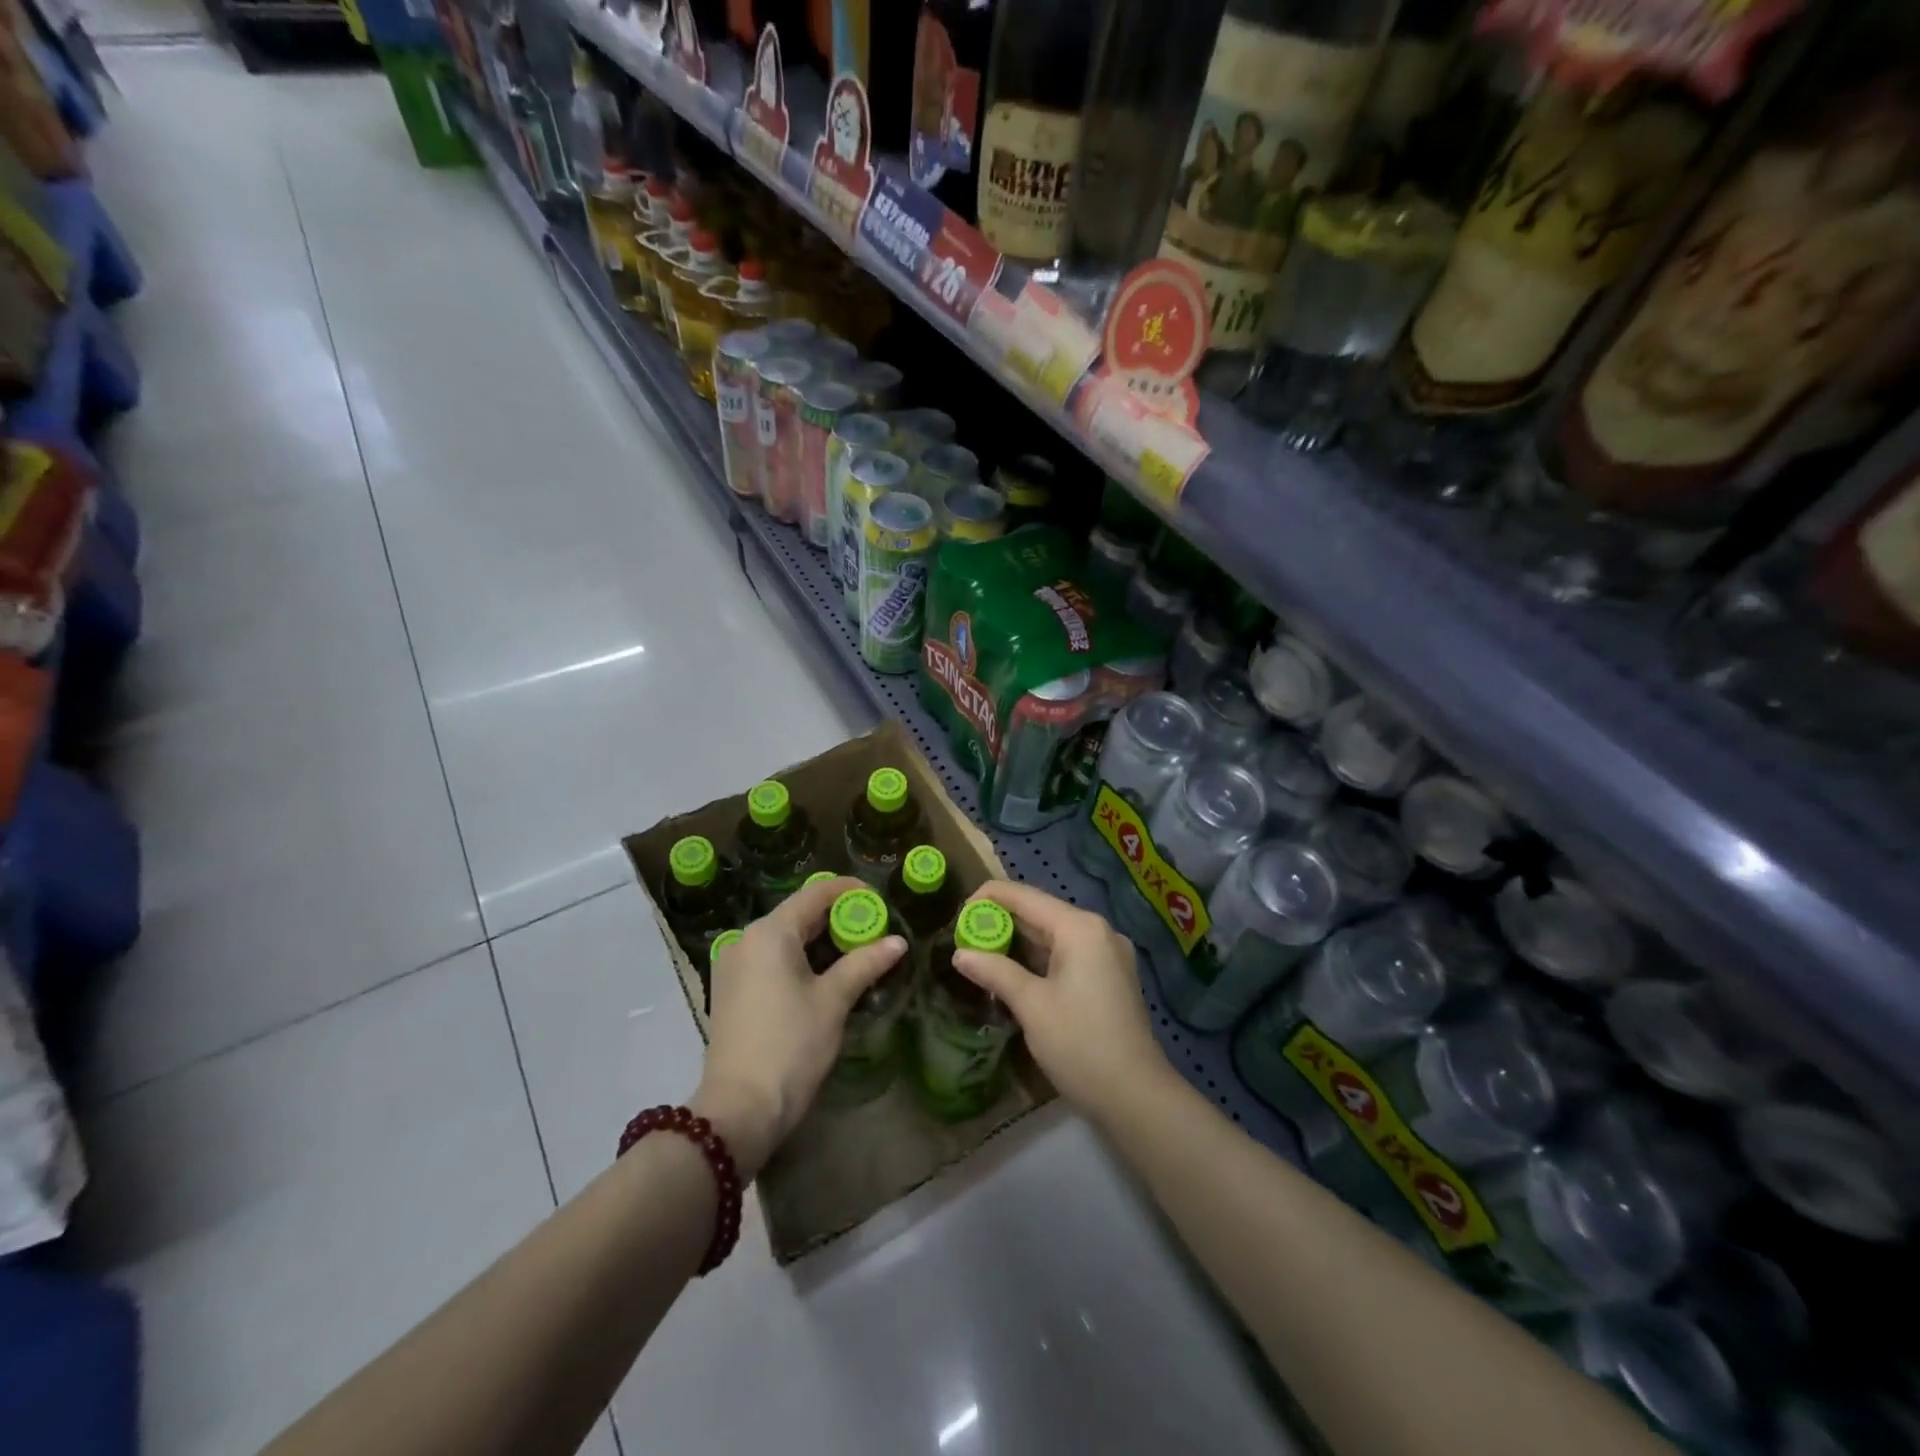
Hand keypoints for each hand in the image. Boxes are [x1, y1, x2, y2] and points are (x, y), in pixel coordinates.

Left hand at [693, 875, 904, 1178]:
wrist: (739, 1109)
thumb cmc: (791, 1046)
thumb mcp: (833, 1001)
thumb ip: (865, 963)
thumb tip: (898, 942)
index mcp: (770, 933)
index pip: (816, 893)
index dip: (850, 891)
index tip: (879, 900)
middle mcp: (746, 940)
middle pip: (798, 914)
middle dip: (837, 919)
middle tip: (874, 931)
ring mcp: (733, 966)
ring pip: (784, 939)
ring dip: (820, 942)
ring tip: (856, 954)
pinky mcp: (730, 990)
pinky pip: (770, 960)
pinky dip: (799, 960)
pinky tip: (823, 977)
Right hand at [952, 880, 1174, 1128]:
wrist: (1136, 1096)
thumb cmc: (1079, 1043)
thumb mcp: (1031, 1005)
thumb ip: (995, 972)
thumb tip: (960, 954)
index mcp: (1080, 928)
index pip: (1025, 896)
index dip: (988, 898)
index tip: (958, 914)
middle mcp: (1098, 931)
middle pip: (1041, 913)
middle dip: (1002, 922)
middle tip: (964, 937)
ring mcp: (1108, 954)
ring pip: (1054, 935)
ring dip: (1019, 943)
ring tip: (982, 954)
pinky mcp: (1111, 976)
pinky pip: (1068, 954)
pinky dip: (1040, 959)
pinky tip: (1015, 973)